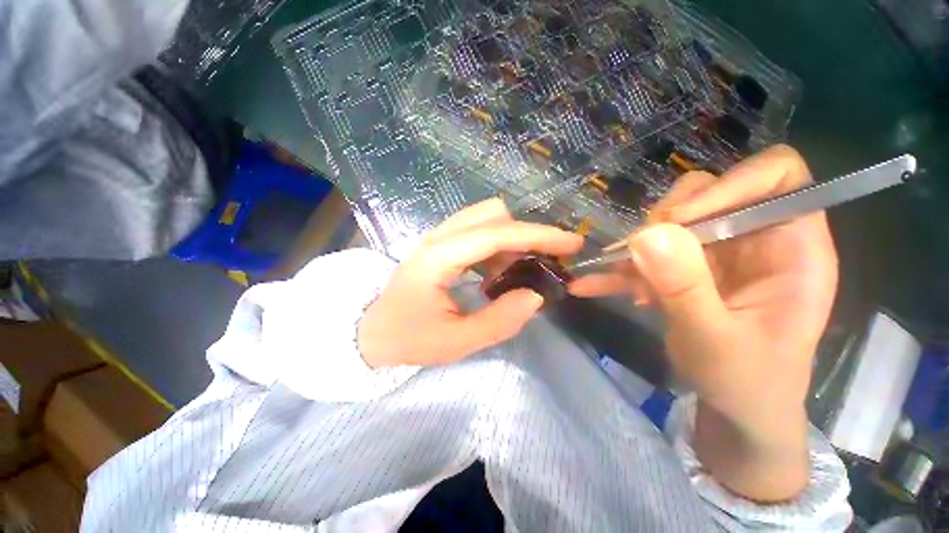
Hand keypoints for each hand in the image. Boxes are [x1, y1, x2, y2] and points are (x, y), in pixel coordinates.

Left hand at [358, 198, 582, 367]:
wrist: (372, 331)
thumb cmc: (407, 338)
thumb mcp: (454, 342)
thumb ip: (498, 322)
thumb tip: (535, 296)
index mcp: (438, 257)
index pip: (496, 233)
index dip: (538, 235)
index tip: (571, 243)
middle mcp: (439, 238)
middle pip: (493, 214)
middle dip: (527, 233)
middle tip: (545, 262)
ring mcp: (439, 238)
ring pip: (487, 219)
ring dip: (513, 240)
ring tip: (522, 272)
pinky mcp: (442, 244)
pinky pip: (478, 232)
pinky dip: (499, 246)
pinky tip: (499, 273)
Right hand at [570, 145, 837, 500]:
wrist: (736, 418)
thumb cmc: (748, 388)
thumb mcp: (716, 342)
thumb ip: (684, 286)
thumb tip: (650, 235)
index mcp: (794, 249)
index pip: (780, 176)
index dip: (732, 184)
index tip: (680, 220)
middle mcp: (757, 242)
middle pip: (715, 193)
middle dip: (672, 216)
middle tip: (640, 253)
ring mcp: (717, 256)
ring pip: (675, 223)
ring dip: (637, 246)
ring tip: (608, 275)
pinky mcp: (687, 273)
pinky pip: (652, 256)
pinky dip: (622, 270)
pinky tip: (595, 287)